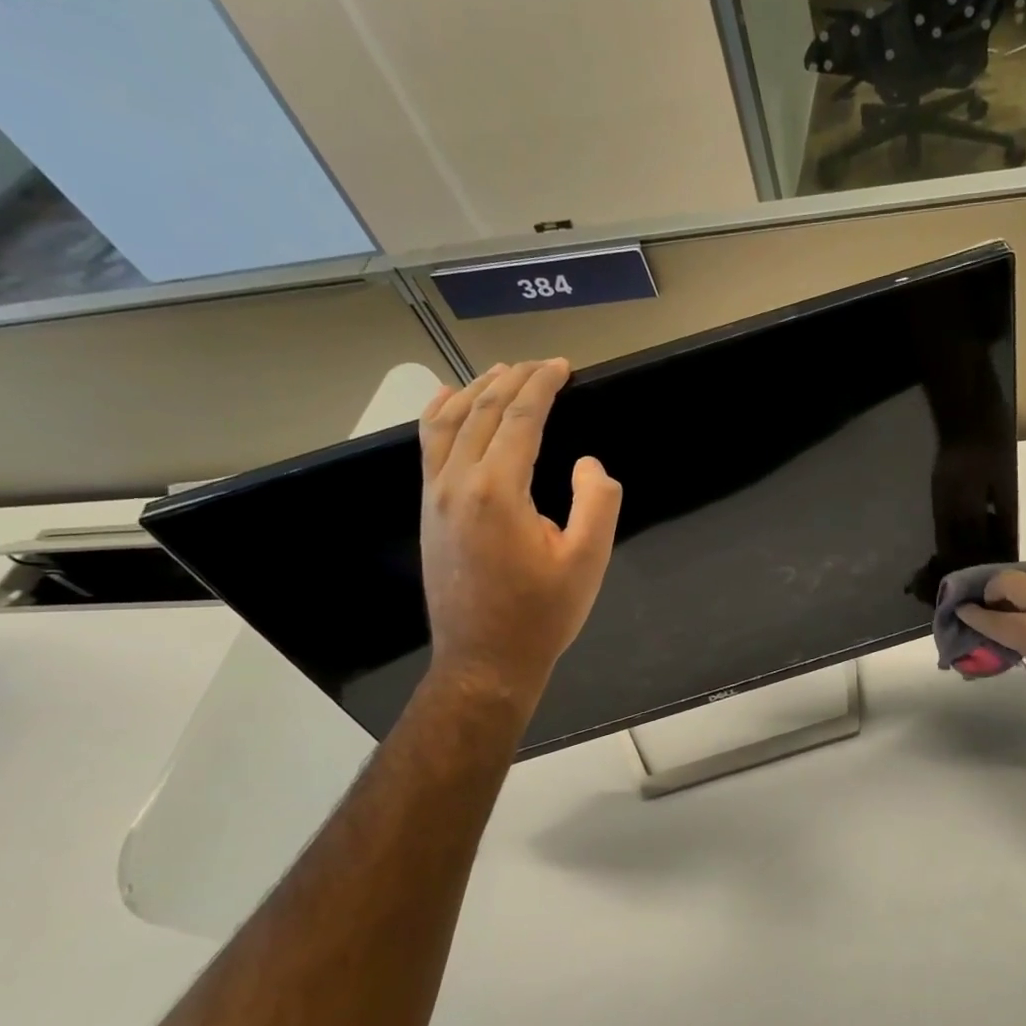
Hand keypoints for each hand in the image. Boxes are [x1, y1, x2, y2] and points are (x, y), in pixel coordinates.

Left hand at [418, 360, 621, 713]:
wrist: (485, 661)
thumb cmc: (542, 615)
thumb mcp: (588, 560)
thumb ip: (597, 502)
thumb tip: (586, 463)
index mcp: (498, 490)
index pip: (520, 418)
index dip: (542, 385)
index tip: (562, 366)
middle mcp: (457, 483)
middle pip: (482, 411)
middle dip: (512, 380)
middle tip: (541, 364)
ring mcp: (435, 496)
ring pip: (447, 422)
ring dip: (475, 390)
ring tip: (500, 372)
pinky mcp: (429, 511)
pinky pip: (428, 447)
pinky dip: (440, 415)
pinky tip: (447, 402)